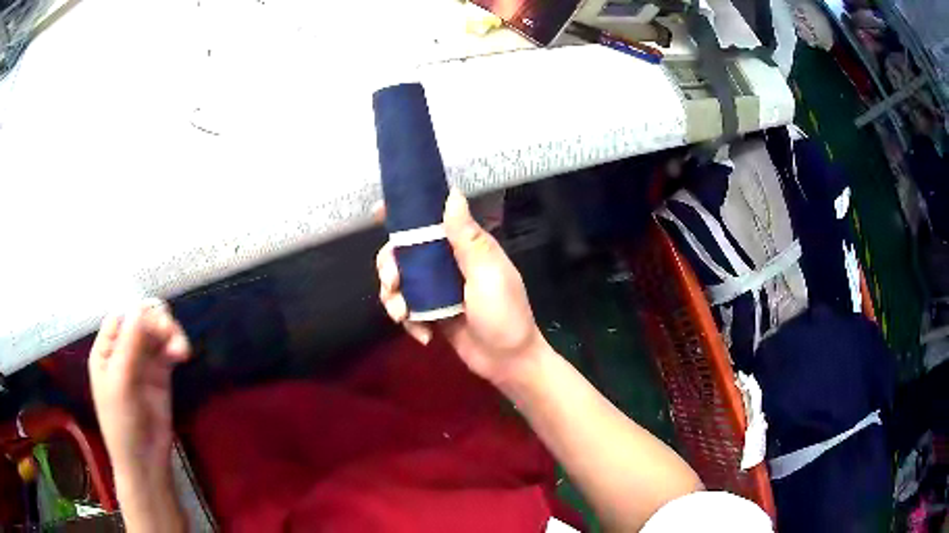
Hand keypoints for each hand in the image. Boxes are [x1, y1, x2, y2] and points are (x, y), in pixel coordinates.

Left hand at [88, 299, 189, 484]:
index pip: (121, 318)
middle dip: (158, 324)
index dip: (138, 314)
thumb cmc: (122, 424)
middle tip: (173, 336)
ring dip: (170, 336)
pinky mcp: (159, 377)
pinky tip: (182, 355)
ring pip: (157, 335)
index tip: (156, 321)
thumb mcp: (121, 383)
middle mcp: (122, 352)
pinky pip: (167, 352)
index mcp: (106, 351)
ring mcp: (142, 364)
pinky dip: (175, 348)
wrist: (145, 462)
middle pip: (141, 323)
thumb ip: (129, 345)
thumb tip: (141, 307)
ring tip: (182, 351)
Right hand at [376, 190, 548, 386]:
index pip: (431, 220)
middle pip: (404, 251)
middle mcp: (448, 262)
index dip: (404, 215)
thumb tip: (452, 194)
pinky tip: (424, 335)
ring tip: (401, 314)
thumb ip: (467, 237)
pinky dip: (408, 321)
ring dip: (393, 297)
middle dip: (390, 265)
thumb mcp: (487, 273)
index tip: (379, 213)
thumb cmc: (503, 313)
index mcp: (465, 245)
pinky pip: (407, 309)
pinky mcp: (431, 312)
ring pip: (400, 281)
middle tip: (391, 281)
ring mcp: (438, 289)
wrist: (507, 362)